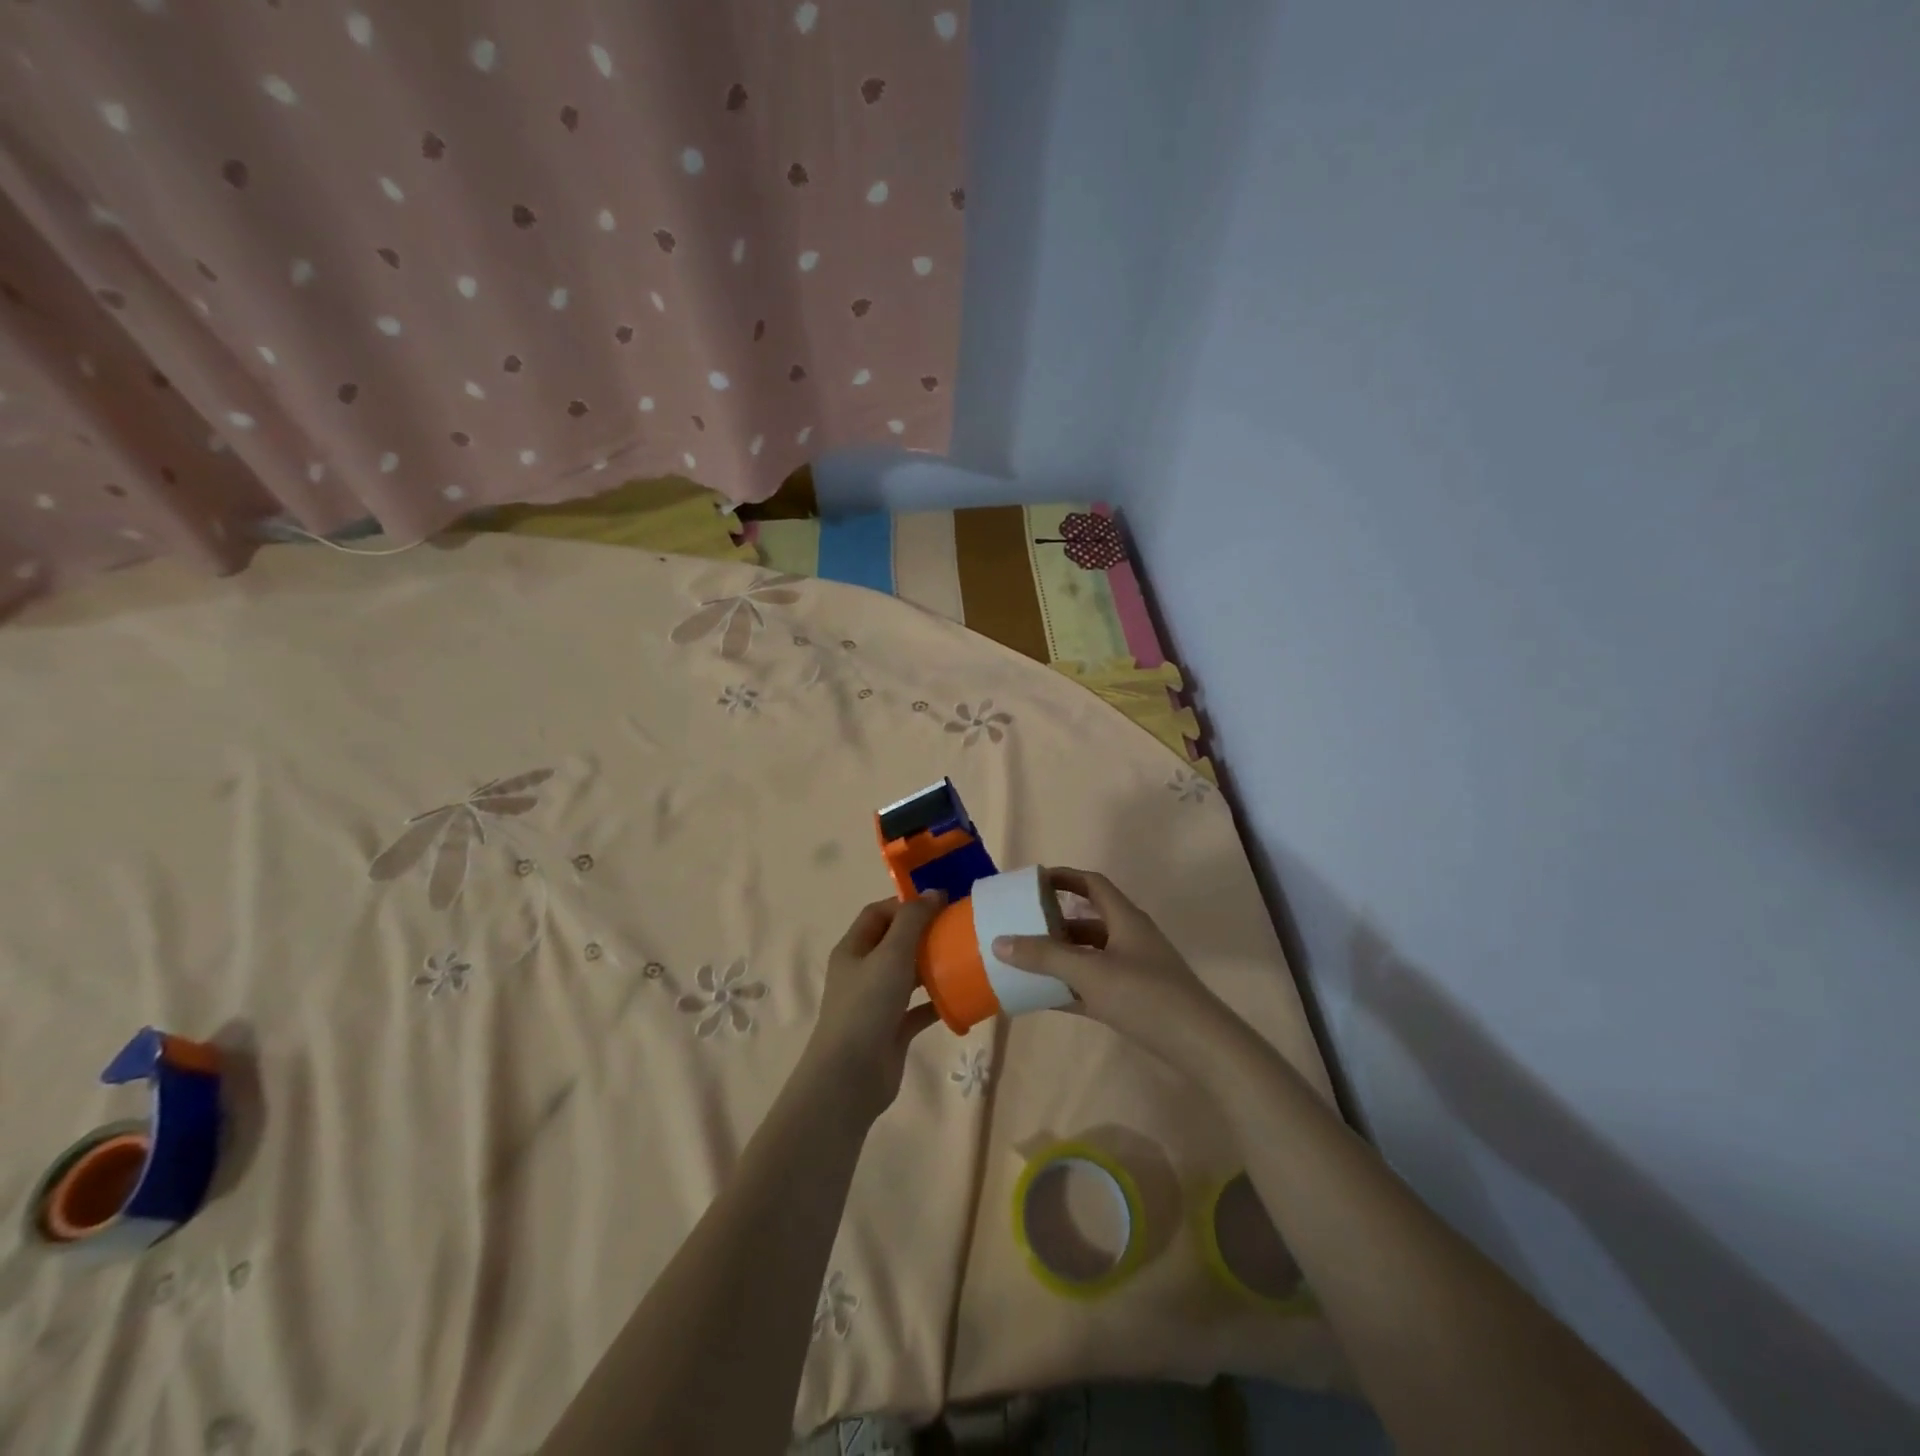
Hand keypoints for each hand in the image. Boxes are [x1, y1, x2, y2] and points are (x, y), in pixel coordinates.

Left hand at [802, 892, 947, 1122]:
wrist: (850, 1077)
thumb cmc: (866, 1006)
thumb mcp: (891, 954)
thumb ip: (913, 921)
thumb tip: (935, 892)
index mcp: (853, 949)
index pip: (878, 914)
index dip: (906, 904)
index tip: (940, 904)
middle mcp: (862, 972)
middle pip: (895, 943)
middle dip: (924, 934)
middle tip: (958, 929)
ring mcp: (877, 1003)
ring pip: (908, 975)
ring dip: (933, 966)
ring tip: (965, 958)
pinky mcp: (892, 1030)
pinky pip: (919, 1009)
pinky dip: (938, 1002)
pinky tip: (962, 997)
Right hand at [992, 868, 1226, 1068]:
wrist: (1200, 1045)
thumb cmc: (1146, 996)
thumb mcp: (1090, 973)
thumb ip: (1045, 957)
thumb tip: (1000, 942)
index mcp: (1125, 919)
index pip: (1091, 884)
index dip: (1063, 877)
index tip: (1033, 880)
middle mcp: (1129, 938)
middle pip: (1087, 920)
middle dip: (1054, 922)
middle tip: (1021, 925)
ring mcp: (1133, 970)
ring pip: (1089, 954)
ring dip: (1061, 956)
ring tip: (1026, 962)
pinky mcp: (1134, 999)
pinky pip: (1094, 985)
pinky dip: (1070, 987)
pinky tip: (1044, 997)